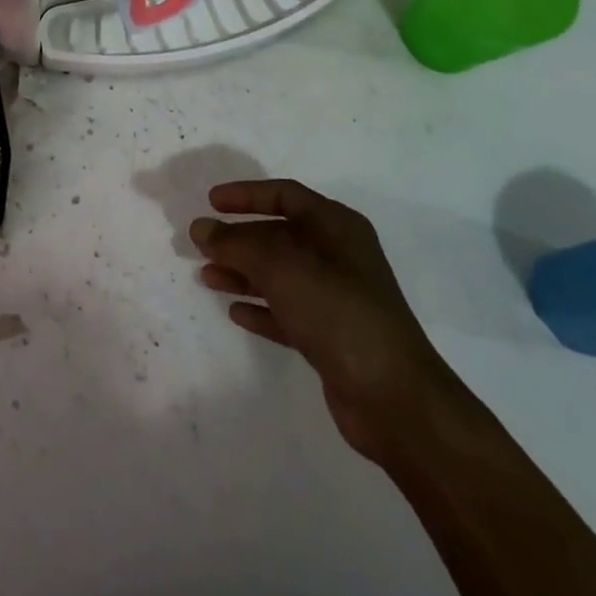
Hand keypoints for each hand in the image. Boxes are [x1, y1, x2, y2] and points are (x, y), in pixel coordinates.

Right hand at [192, 179, 468, 462]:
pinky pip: (287, 311)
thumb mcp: (281, 267)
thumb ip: (236, 244)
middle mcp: (338, 256)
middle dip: (239, 239)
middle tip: (200, 244)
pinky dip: (261, 308)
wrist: (395, 400)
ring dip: (243, 273)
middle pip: (279, 235)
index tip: (211, 202)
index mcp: (335, 227)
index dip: (246, 195)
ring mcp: (336, 298)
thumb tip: (200, 229)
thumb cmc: (338, 312)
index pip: (285, 195)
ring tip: (206, 276)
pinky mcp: (331, 337)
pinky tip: (234, 311)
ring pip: (280, 275)